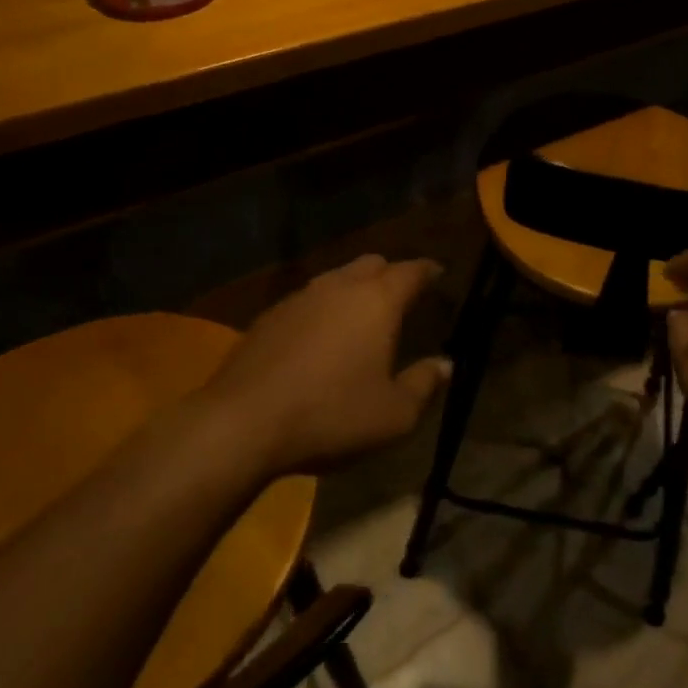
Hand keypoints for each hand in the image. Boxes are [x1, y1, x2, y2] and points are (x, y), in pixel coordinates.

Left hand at [206, 255, 450, 476]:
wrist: (242, 424)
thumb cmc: (331, 416)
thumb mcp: (394, 415)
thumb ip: (425, 384)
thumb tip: (445, 364)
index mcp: (378, 301)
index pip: (411, 270)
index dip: (428, 270)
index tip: (439, 274)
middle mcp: (340, 287)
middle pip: (372, 263)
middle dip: (391, 273)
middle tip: (402, 295)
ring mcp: (300, 298)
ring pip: (337, 278)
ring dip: (354, 288)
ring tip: (361, 315)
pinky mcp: (269, 316)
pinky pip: (308, 299)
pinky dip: (323, 308)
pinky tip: (320, 336)